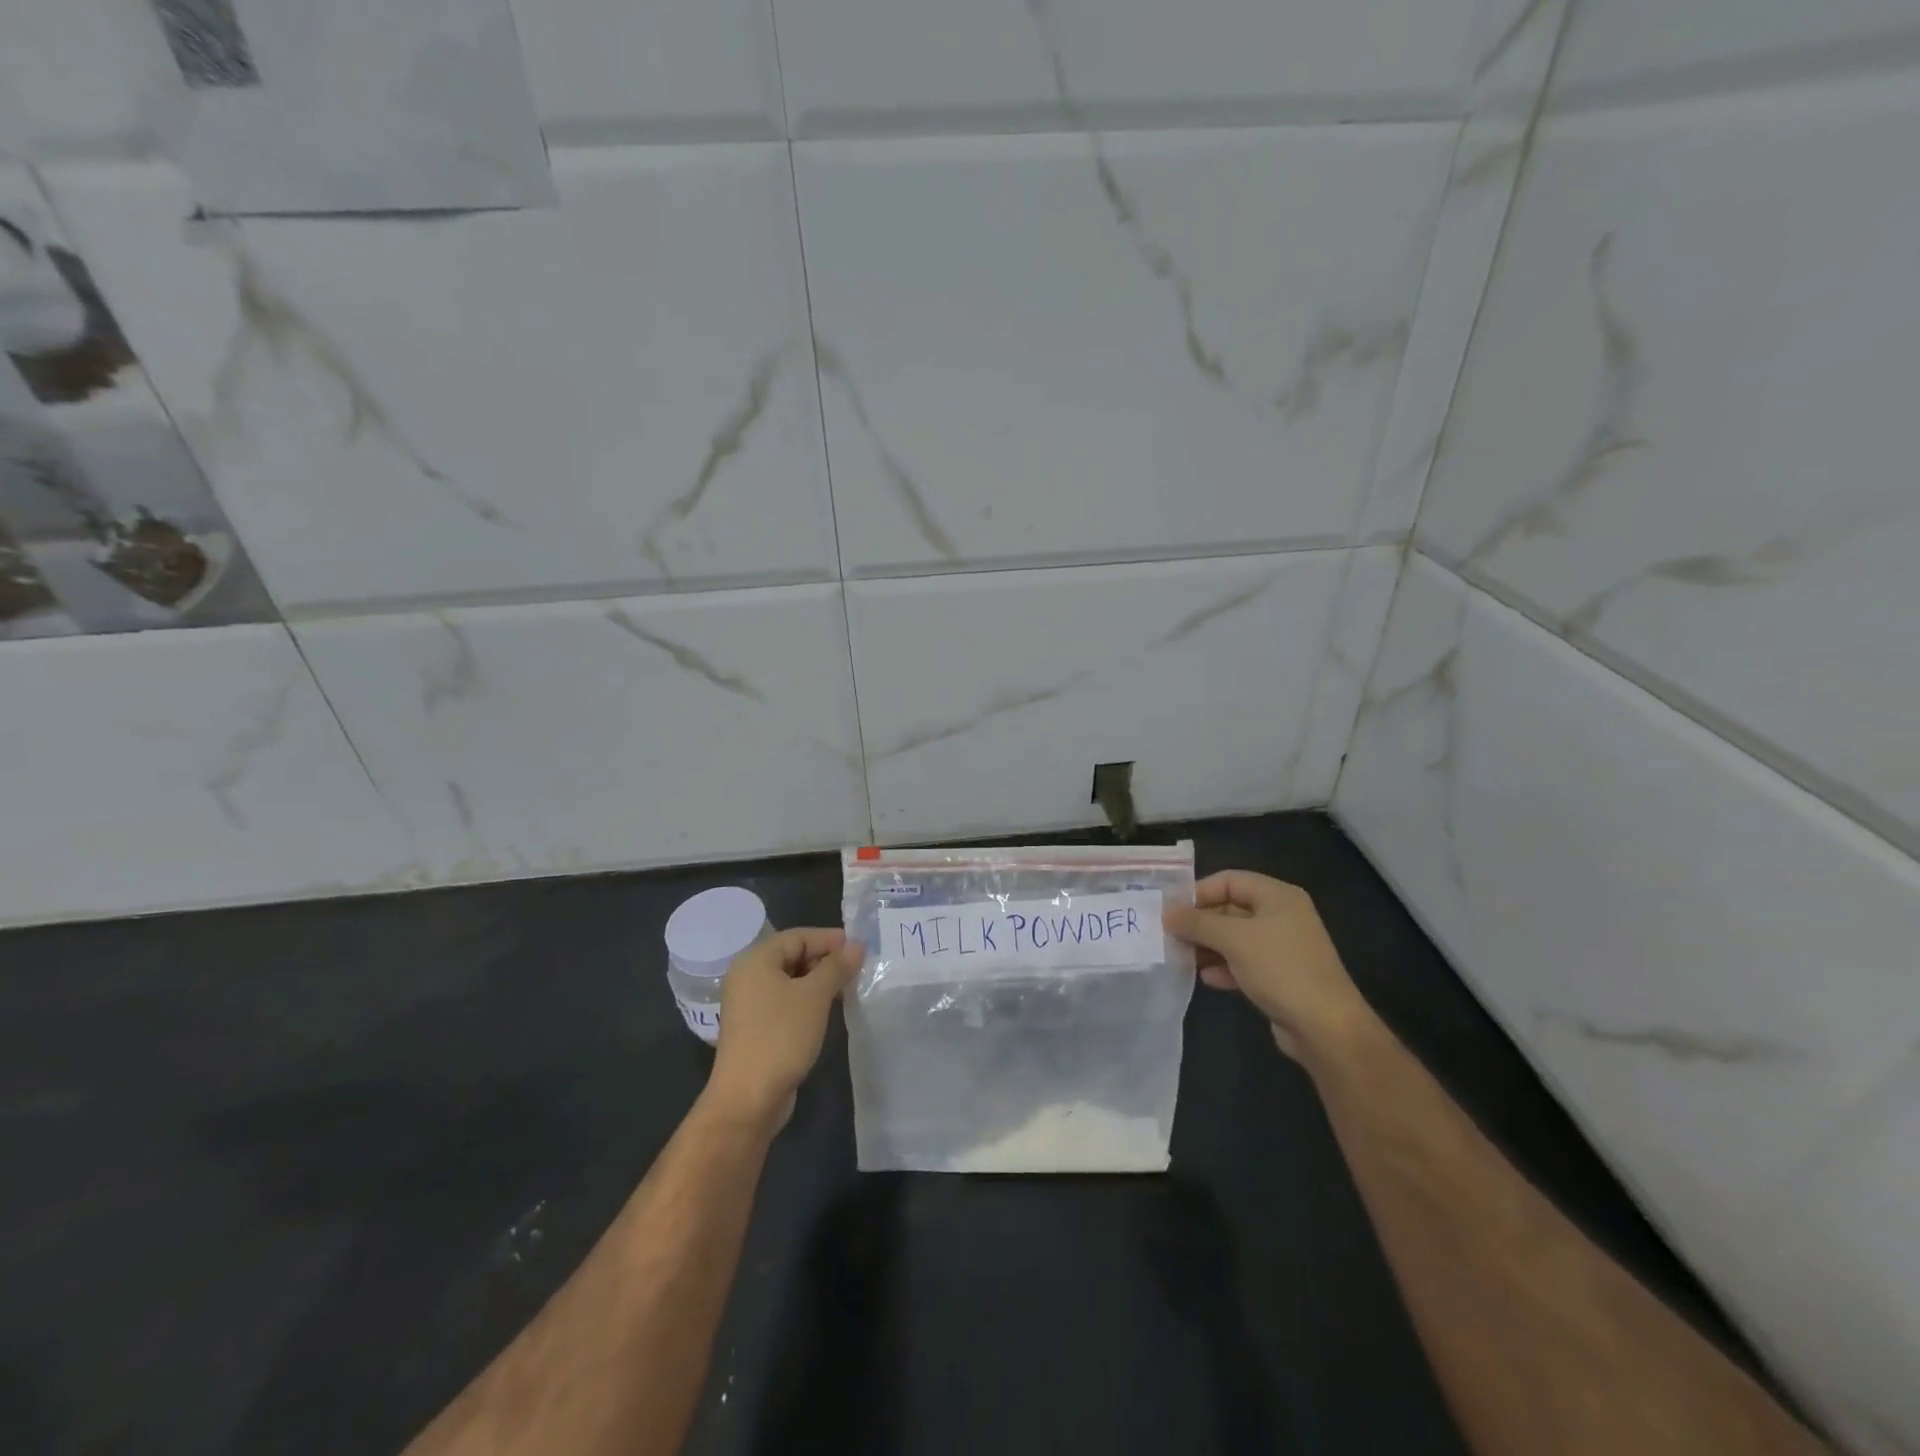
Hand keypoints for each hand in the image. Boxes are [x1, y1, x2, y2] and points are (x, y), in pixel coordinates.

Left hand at [705, 928, 862, 1129]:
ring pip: (791, 980)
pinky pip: (785, 1001)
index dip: (830, 939)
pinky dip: (807, 1000)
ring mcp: (749, 1003)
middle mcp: (748, 976)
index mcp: (755, 960)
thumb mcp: (815, 996)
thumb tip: (857, 945)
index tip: (860, 948)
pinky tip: (829, 1009)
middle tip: (857, 969)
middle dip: (825, 960)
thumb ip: (837, 966)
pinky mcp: (756, 1026)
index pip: (798, 936)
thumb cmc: (781, 1036)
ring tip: (848, 988)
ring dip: (819, 981)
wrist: (748, 1098)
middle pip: (792, 955)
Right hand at [1163, 871, 1372, 1061]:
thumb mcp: (1234, 940)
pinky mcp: (1279, 976)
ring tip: (1181, 957)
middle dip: (1200, 922)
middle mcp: (1281, 916)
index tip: (1171, 910)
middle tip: (1170, 935)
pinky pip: (1244, 963)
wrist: (1326, 1028)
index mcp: (1278, 896)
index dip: (1199, 892)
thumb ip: (1197, 922)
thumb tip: (1166, 912)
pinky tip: (1207, 978)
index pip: (1229, 880)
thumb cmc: (1281, 970)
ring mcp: (1281, 948)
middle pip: (1230, 909)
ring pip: (1234, 938)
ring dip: (1208, 946)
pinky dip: (1224, 967)